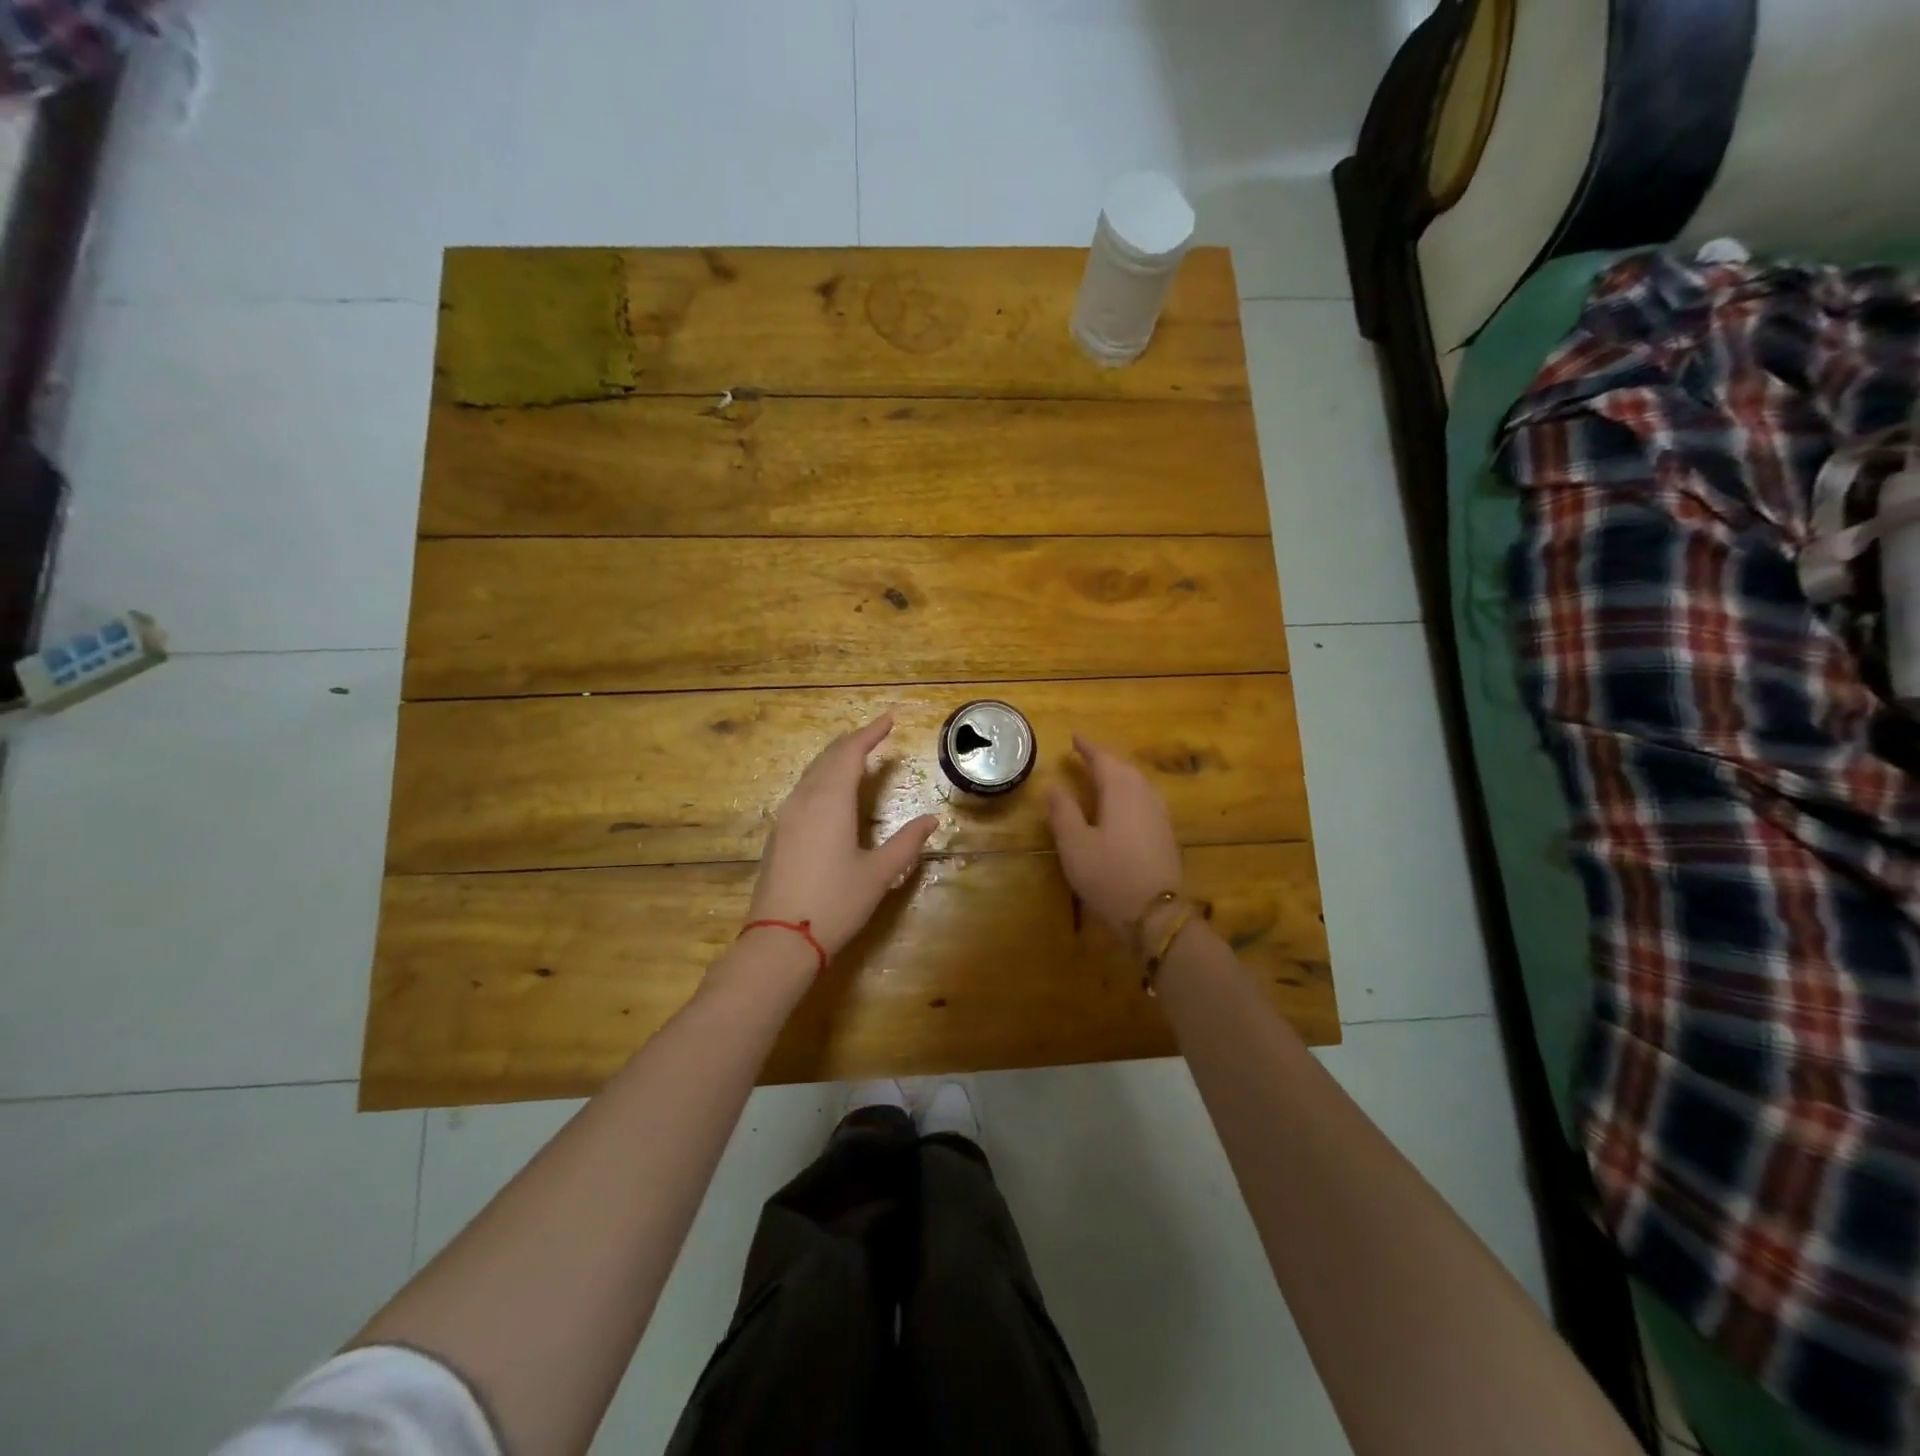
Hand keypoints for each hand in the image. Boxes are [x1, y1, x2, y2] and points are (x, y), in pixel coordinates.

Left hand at [745, 714, 939, 958]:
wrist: (781, 939)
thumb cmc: (836, 902)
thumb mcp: (879, 873)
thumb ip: (906, 843)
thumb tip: (931, 819)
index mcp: (830, 801)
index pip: (850, 753)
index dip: (870, 733)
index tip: (889, 719)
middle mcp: (805, 800)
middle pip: (827, 757)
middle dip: (852, 741)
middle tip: (875, 734)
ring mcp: (787, 816)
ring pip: (811, 773)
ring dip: (834, 759)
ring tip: (856, 756)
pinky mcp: (779, 834)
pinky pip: (802, 791)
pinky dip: (822, 778)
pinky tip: (831, 791)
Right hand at [1046, 735, 1184, 938]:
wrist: (1156, 913)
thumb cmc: (1109, 874)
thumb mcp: (1075, 844)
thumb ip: (1063, 811)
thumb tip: (1054, 785)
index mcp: (1120, 790)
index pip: (1103, 759)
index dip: (1087, 747)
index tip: (1074, 737)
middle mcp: (1144, 794)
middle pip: (1124, 767)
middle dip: (1104, 758)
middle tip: (1085, 754)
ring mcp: (1159, 813)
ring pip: (1137, 782)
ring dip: (1118, 774)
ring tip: (1101, 775)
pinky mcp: (1165, 832)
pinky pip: (1144, 798)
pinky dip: (1128, 791)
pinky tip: (1122, 804)